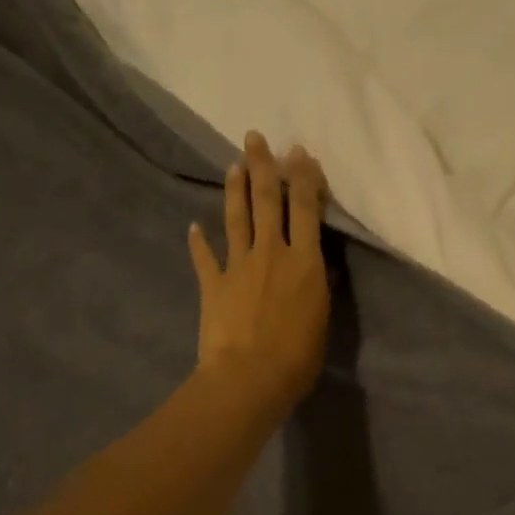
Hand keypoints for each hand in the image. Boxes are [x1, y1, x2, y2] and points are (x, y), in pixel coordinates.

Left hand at [187, 132, 330, 422]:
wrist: (248, 377)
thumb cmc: (297, 358)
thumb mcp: (321, 321)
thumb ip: (318, 289)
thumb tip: (319, 268)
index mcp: (305, 262)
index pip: (307, 209)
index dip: (304, 177)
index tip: (299, 152)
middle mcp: (272, 253)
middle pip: (268, 201)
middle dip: (263, 166)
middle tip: (255, 137)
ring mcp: (239, 265)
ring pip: (237, 219)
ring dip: (235, 189)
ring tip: (233, 164)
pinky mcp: (213, 283)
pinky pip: (205, 257)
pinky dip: (198, 241)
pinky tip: (193, 226)